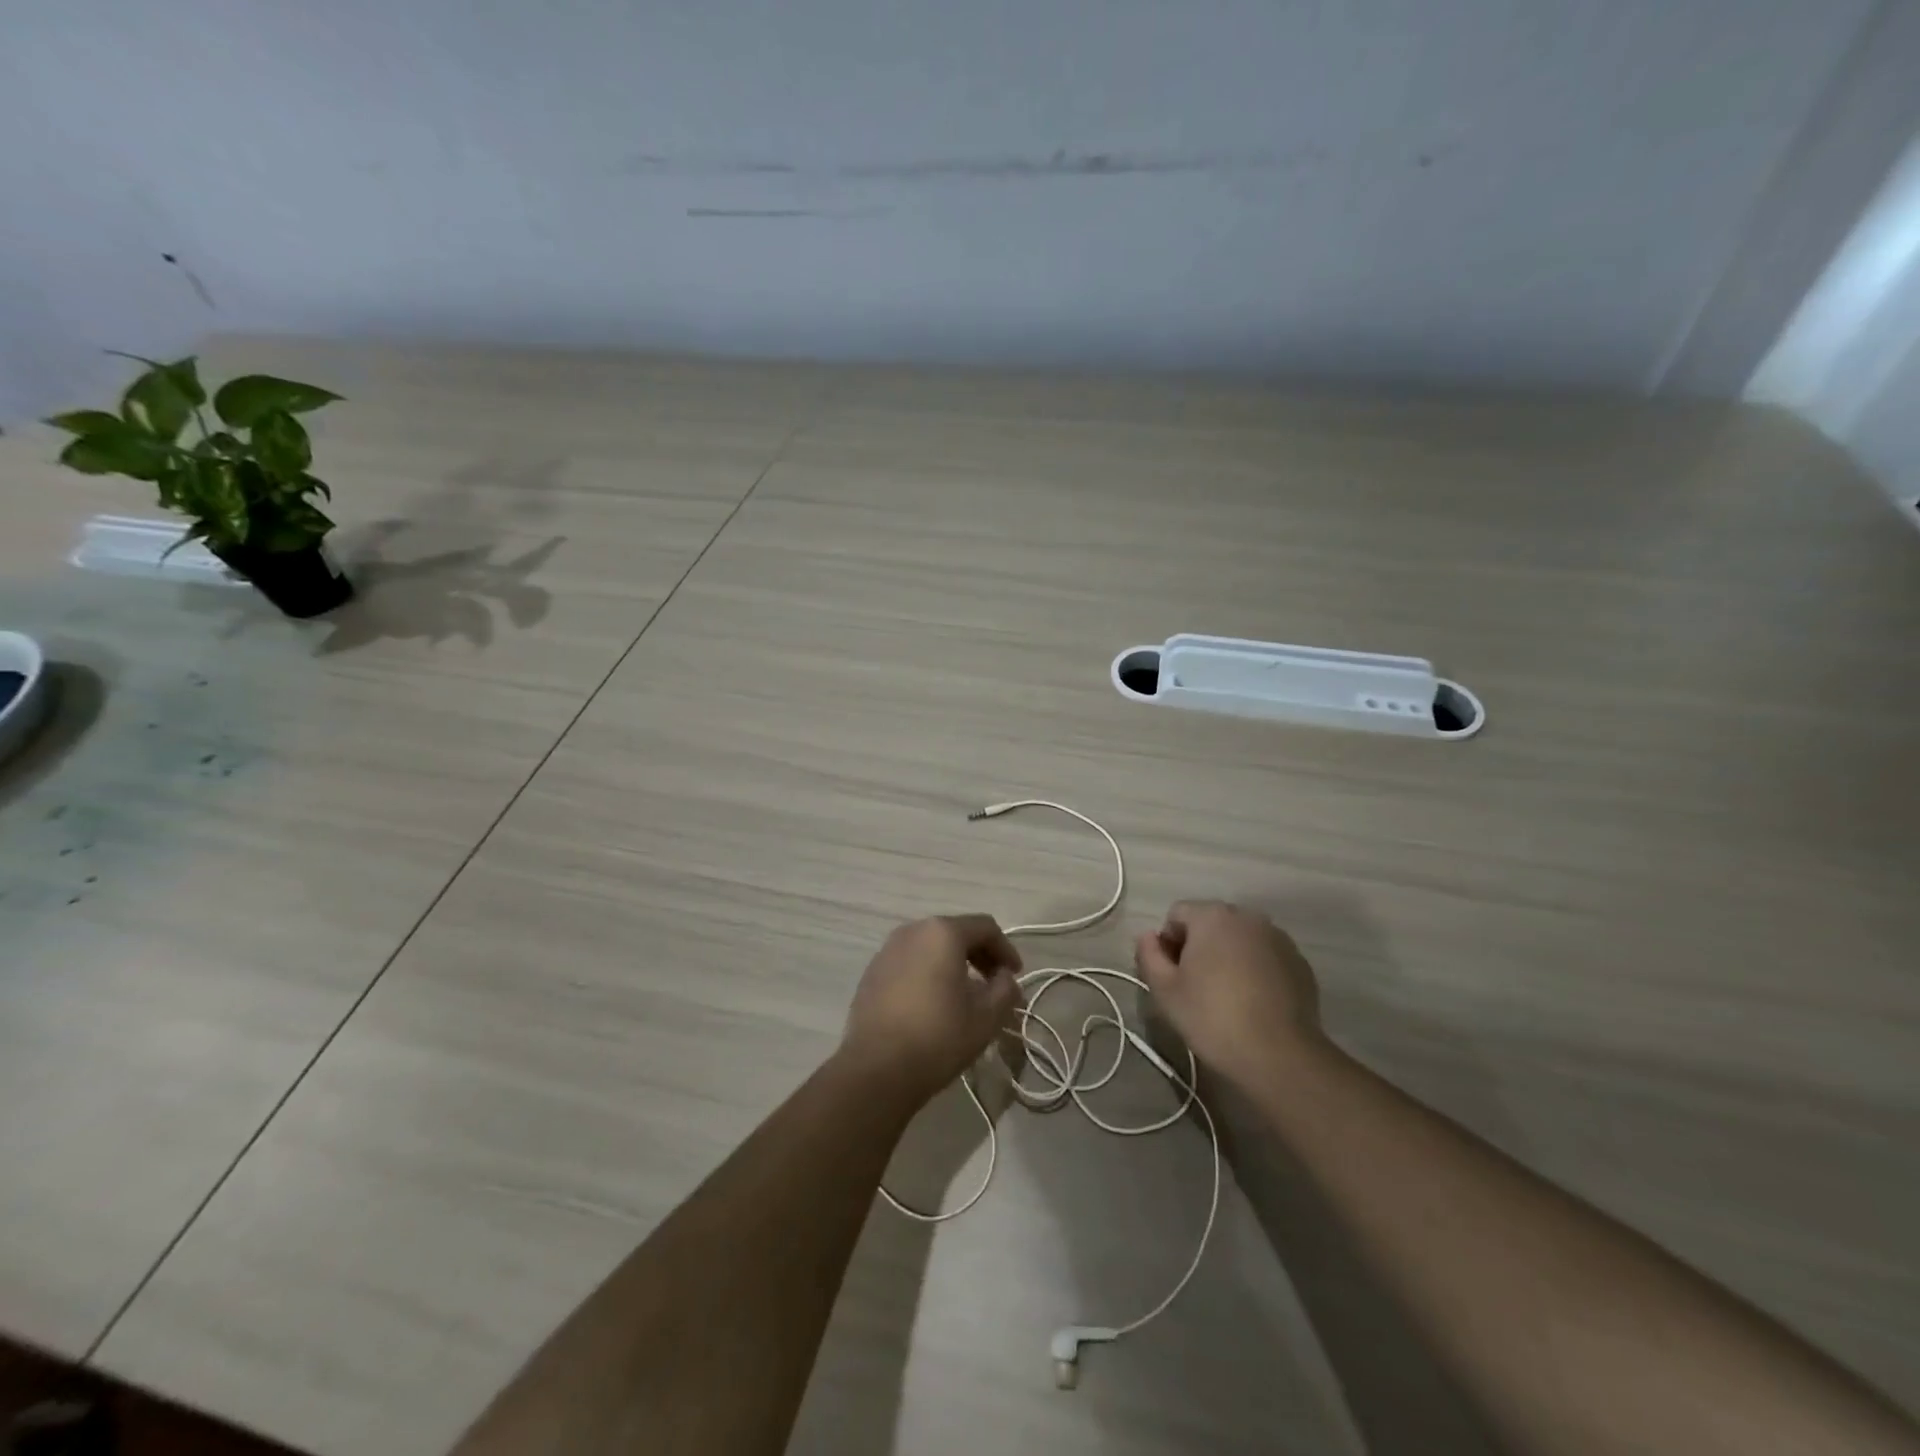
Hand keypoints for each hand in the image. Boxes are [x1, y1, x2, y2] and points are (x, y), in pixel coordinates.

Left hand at [840, 914, 1023, 1105]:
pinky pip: (910, 962)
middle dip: (980, 956)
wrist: (876, 1069)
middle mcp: (912, 930)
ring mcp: (887, 950)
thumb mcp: (986, 1017)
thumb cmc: (938, 1037)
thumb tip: (1004, 978)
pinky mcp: (872, 972)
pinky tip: (934, 1003)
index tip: (1015, 976)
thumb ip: (1005, 989)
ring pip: (931, 947)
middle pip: (956, 932)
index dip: (1006, 949)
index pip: (985, 927)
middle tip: (995, 984)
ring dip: (954, 964)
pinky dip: (929, 973)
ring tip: (966, 995)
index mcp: (942, 932)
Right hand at [1135, 900, 1326, 1090]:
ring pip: (1239, 940)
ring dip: (1228, 956)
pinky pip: (1265, 957)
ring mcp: (1278, 939)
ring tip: (1226, 996)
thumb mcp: (1165, 990)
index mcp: (1212, 916)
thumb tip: (1148, 936)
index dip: (1167, 943)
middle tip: (1194, 986)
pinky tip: (1253, 1002)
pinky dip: (1255, 970)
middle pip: (1210, 923)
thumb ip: (1148, 955)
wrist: (1280, 1055)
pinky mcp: (1299, 963)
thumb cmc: (1212, 1017)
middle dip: (1199, 946)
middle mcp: (1247, 917)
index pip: (1177, 915)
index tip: (1171, 976)